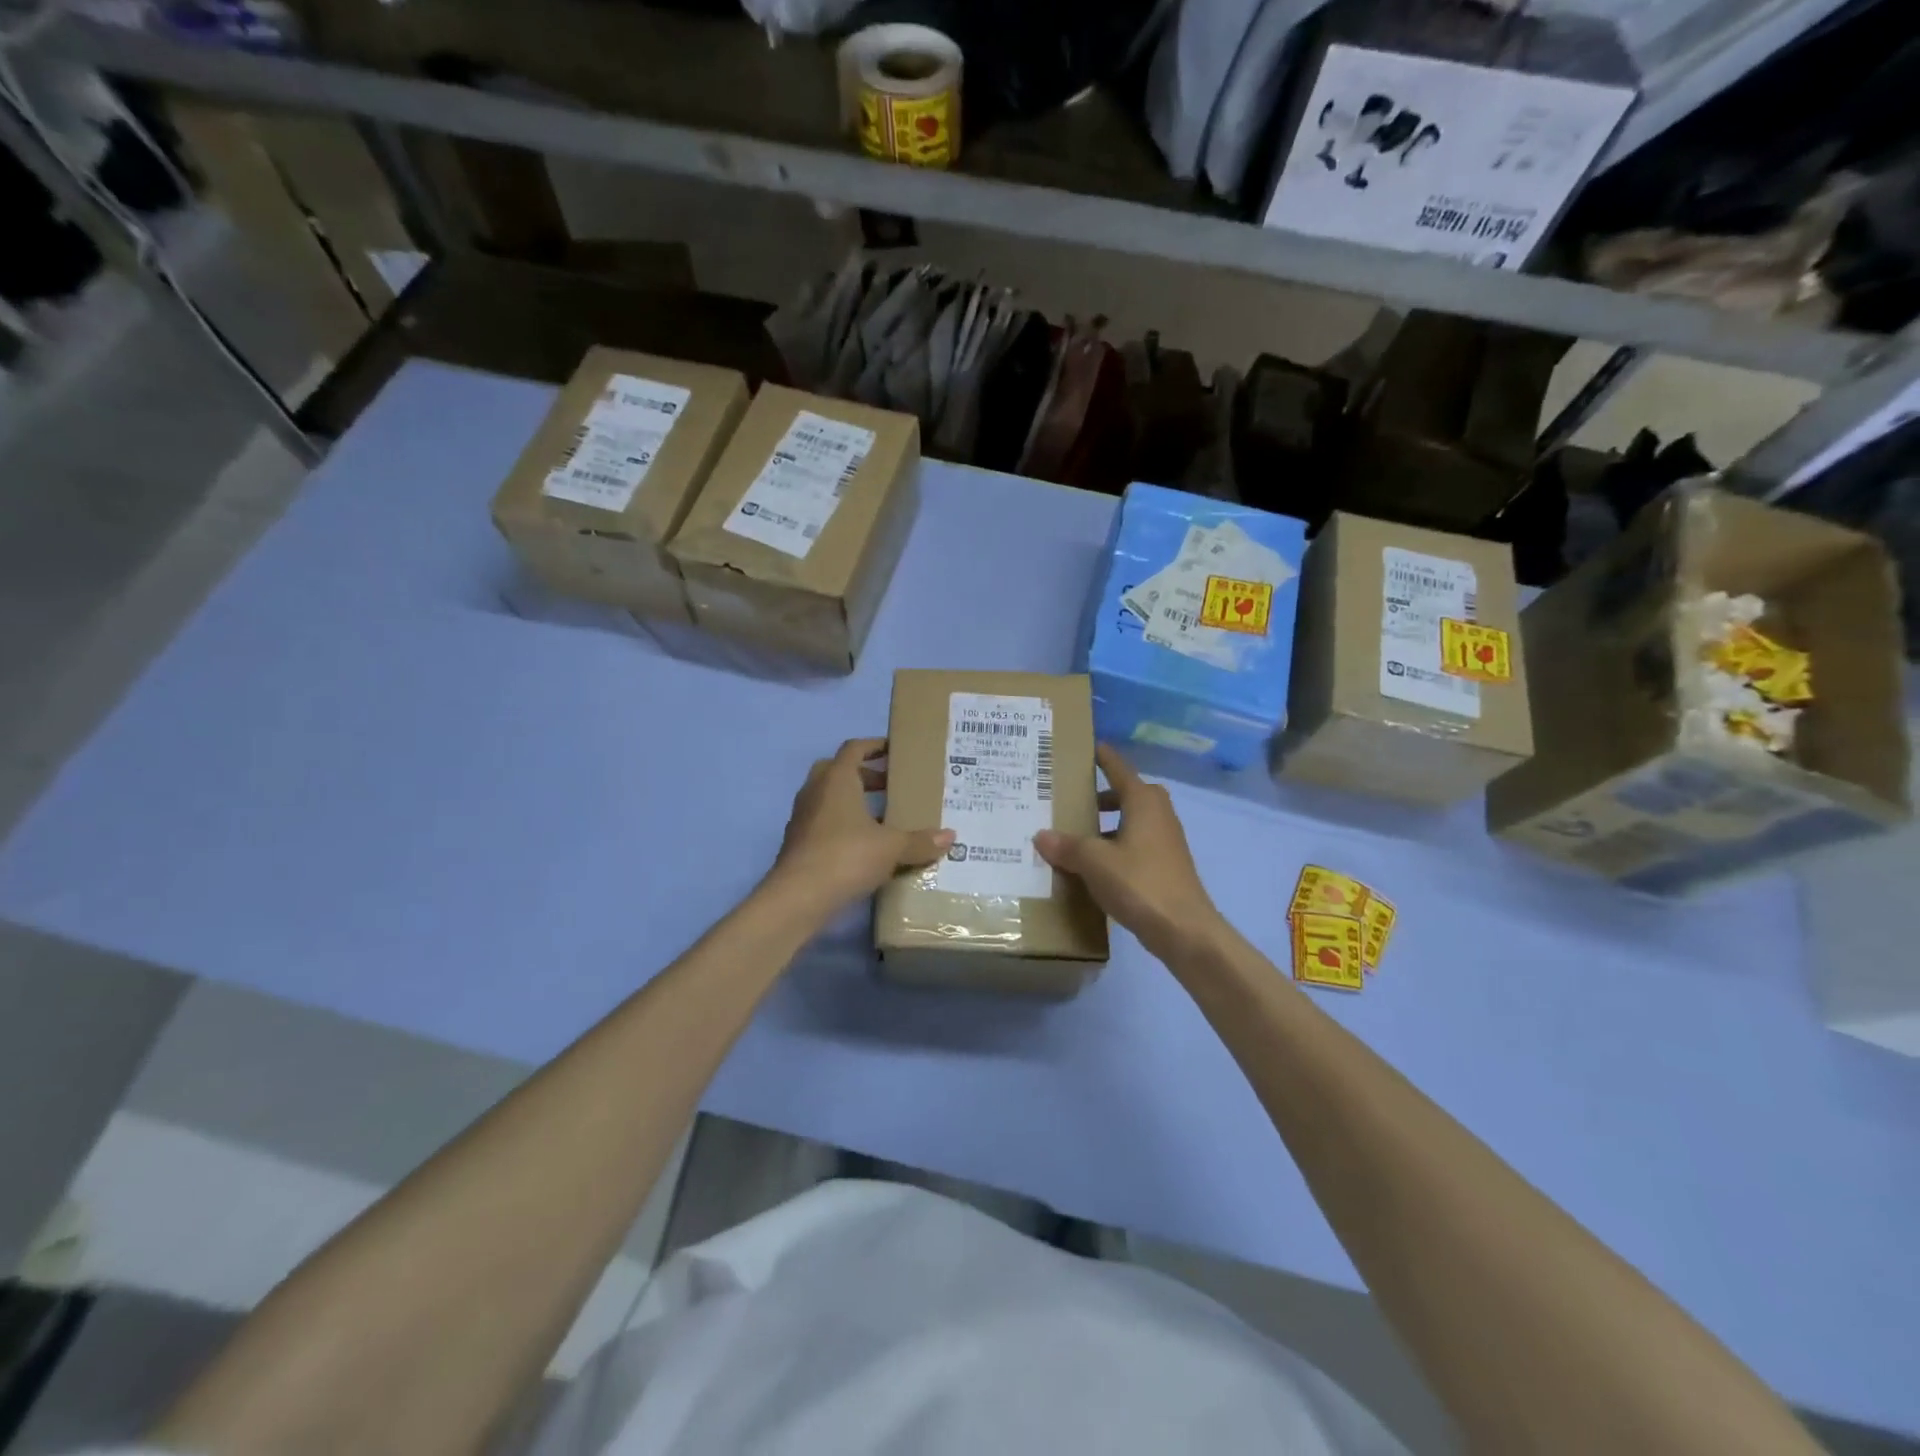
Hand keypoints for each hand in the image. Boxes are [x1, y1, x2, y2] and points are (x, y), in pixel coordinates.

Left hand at [766, 738, 952, 915]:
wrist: (798, 897)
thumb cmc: (847, 857)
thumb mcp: (891, 848)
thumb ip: (919, 840)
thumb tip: (950, 836)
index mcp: (837, 779)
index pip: (854, 748)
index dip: (874, 746)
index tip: (894, 751)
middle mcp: (816, 791)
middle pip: (838, 770)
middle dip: (864, 775)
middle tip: (890, 786)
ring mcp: (802, 817)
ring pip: (828, 797)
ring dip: (852, 801)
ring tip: (881, 818)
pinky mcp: (797, 842)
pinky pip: (822, 822)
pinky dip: (841, 825)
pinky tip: (862, 846)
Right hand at [1034, 744, 1230, 964]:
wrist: (1184, 930)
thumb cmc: (1139, 883)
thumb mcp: (1094, 862)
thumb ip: (1068, 846)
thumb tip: (1041, 835)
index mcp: (1143, 801)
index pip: (1119, 769)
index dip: (1103, 757)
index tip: (1089, 746)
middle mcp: (1158, 814)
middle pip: (1127, 794)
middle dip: (1101, 795)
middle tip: (1071, 799)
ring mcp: (1166, 841)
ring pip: (1132, 821)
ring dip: (1108, 824)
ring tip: (1076, 835)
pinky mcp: (1166, 865)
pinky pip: (1135, 844)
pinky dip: (1116, 846)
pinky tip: (1095, 866)